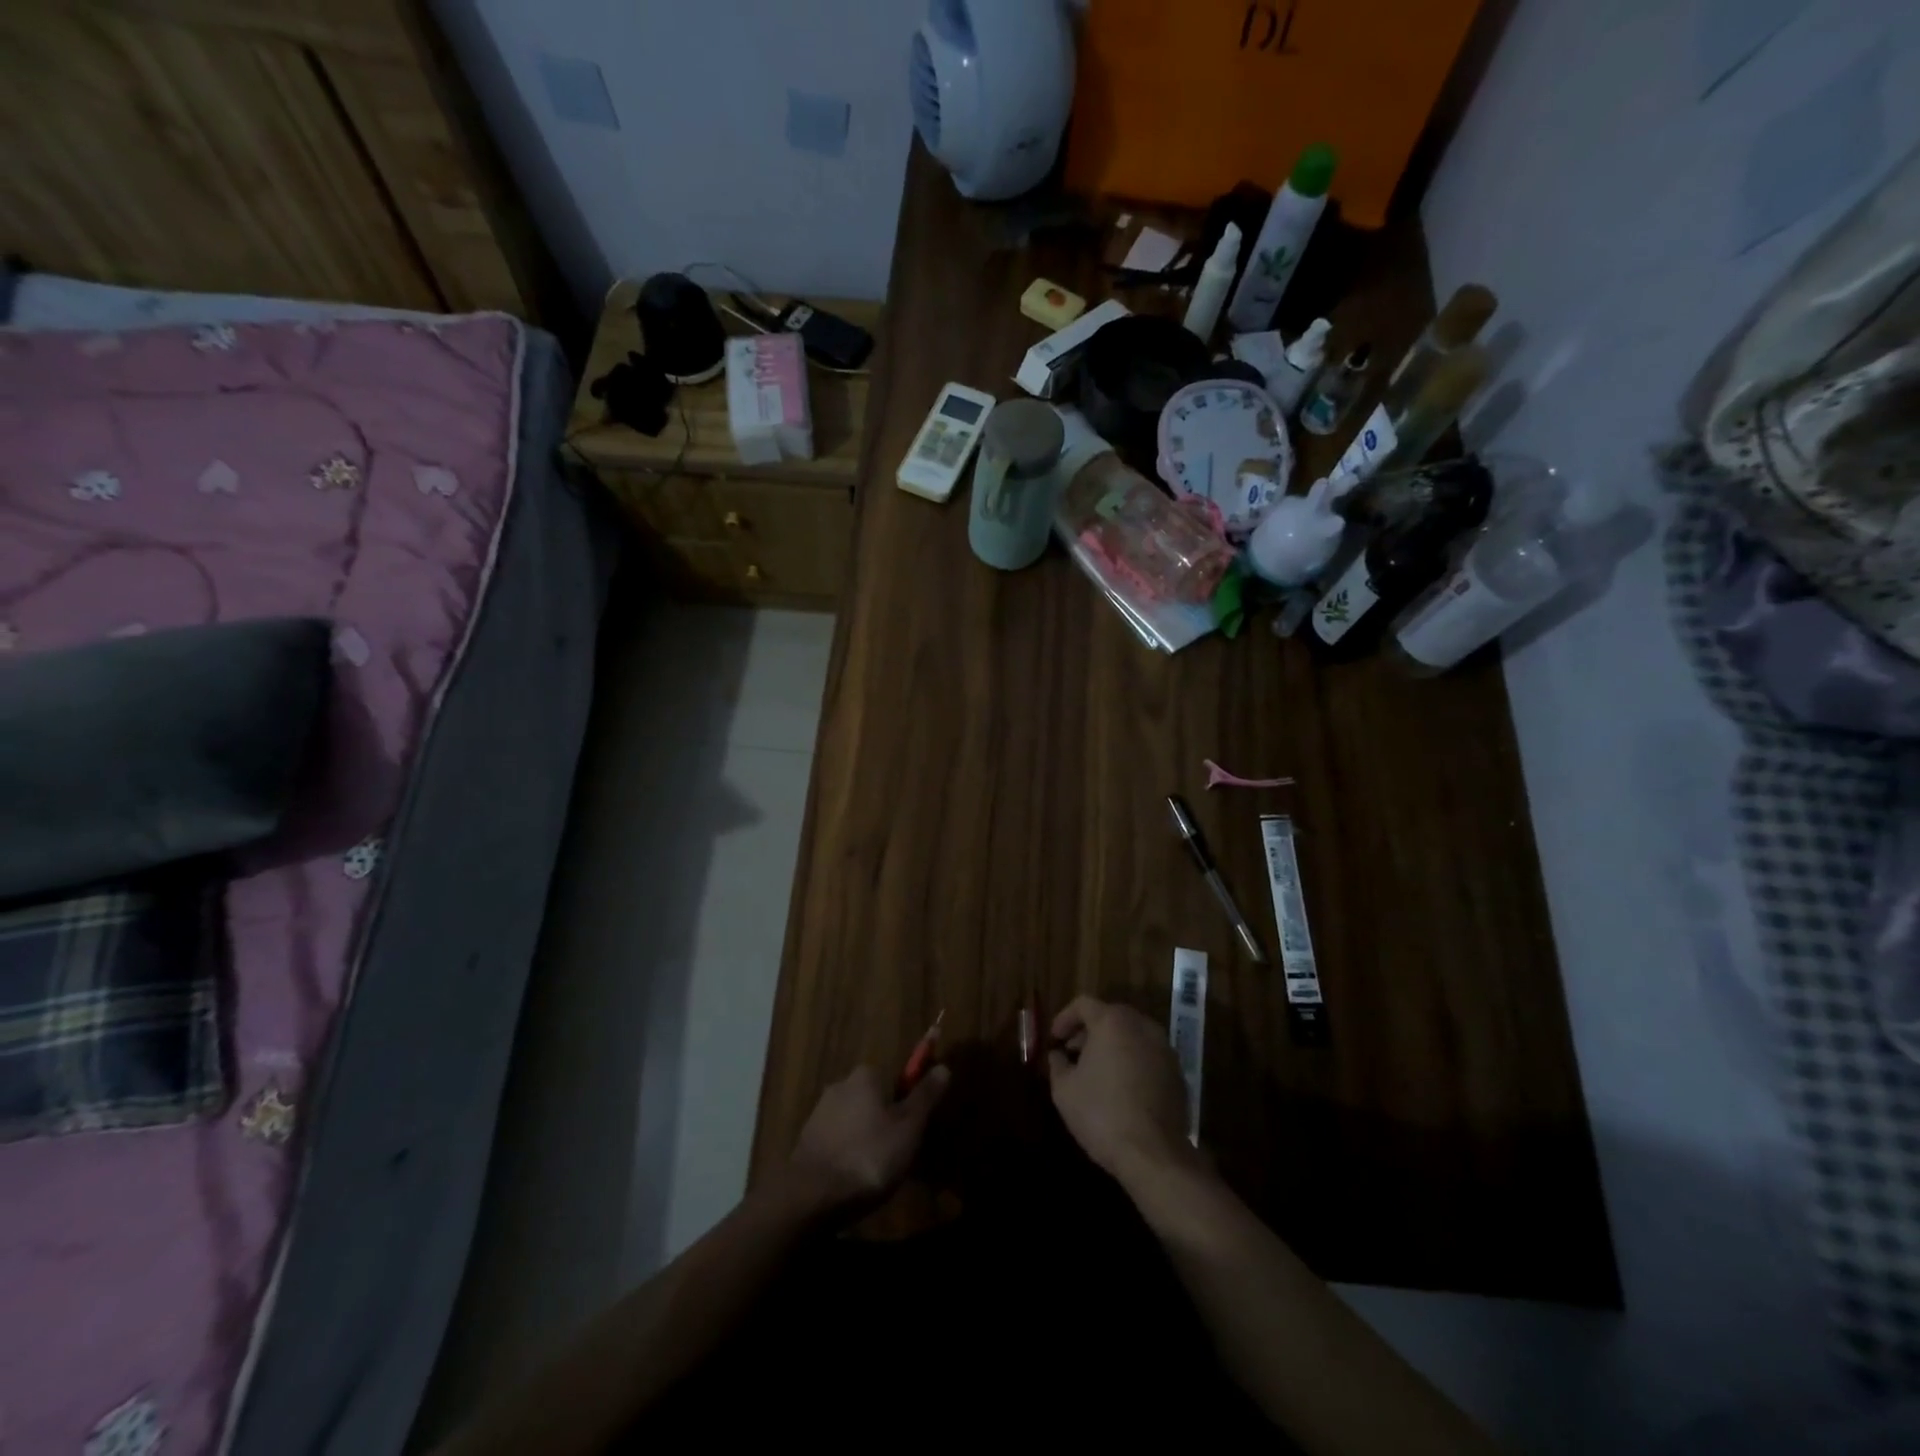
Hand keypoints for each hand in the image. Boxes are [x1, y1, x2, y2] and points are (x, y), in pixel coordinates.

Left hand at [788, 1063, 949, 1212]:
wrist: (810, 1197)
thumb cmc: (868, 1156)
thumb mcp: (909, 1128)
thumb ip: (925, 1096)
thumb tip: (943, 1067)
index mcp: (866, 1074)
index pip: (896, 1077)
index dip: (910, 1101)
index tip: (916, 1129)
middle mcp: (841, 1084)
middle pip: (875, 1098)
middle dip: (888, 1121)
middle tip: (901, 1154)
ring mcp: (820, 1112)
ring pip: (856, 1120)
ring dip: (868, 1138)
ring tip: (878, 1172)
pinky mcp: (807, 1140)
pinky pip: (839, 1140)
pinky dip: (850, 1153)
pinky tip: (855, 1178)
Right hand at [1048, 996, 1197, 1189]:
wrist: (1153, 1154)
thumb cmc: (1101, 1114)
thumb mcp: (1064, 1089)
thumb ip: (1058, 1064)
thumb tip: (1058, 1055)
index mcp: (1112, 1022)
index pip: (1083, 1004)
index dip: (1064, 1018)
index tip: (1054, 1039)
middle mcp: (1142, 1026)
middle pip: (1110, 1016)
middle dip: (1088, 1031)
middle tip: (1073, 1052)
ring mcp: (1164, 1048)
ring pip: (1132, 1035)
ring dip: (1112, 1045)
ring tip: (1096, 1071)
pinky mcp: (1177, 1073)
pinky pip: (1148, 1055)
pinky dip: (1132, 1061)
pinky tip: (1121, 1087)